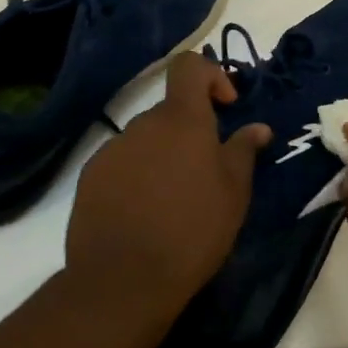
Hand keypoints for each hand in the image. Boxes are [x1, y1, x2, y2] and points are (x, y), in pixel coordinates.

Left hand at [65, 52, 270, 325]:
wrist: (123, 280)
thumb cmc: (192, 231)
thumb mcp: (233, 193)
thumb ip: (243, 151)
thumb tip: (257, 127)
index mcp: (181, 120)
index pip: (189, 66)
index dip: (210, 75)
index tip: (225, 107)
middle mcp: (143, 124)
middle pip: (170, 111)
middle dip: (190, 132)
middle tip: (205, 173)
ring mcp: (112, 149)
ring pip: (146, 139)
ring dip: (162, 156)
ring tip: (173, 202)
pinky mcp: (90, 176)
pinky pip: (122, 163)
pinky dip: (136, 176)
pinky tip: (143, 214)